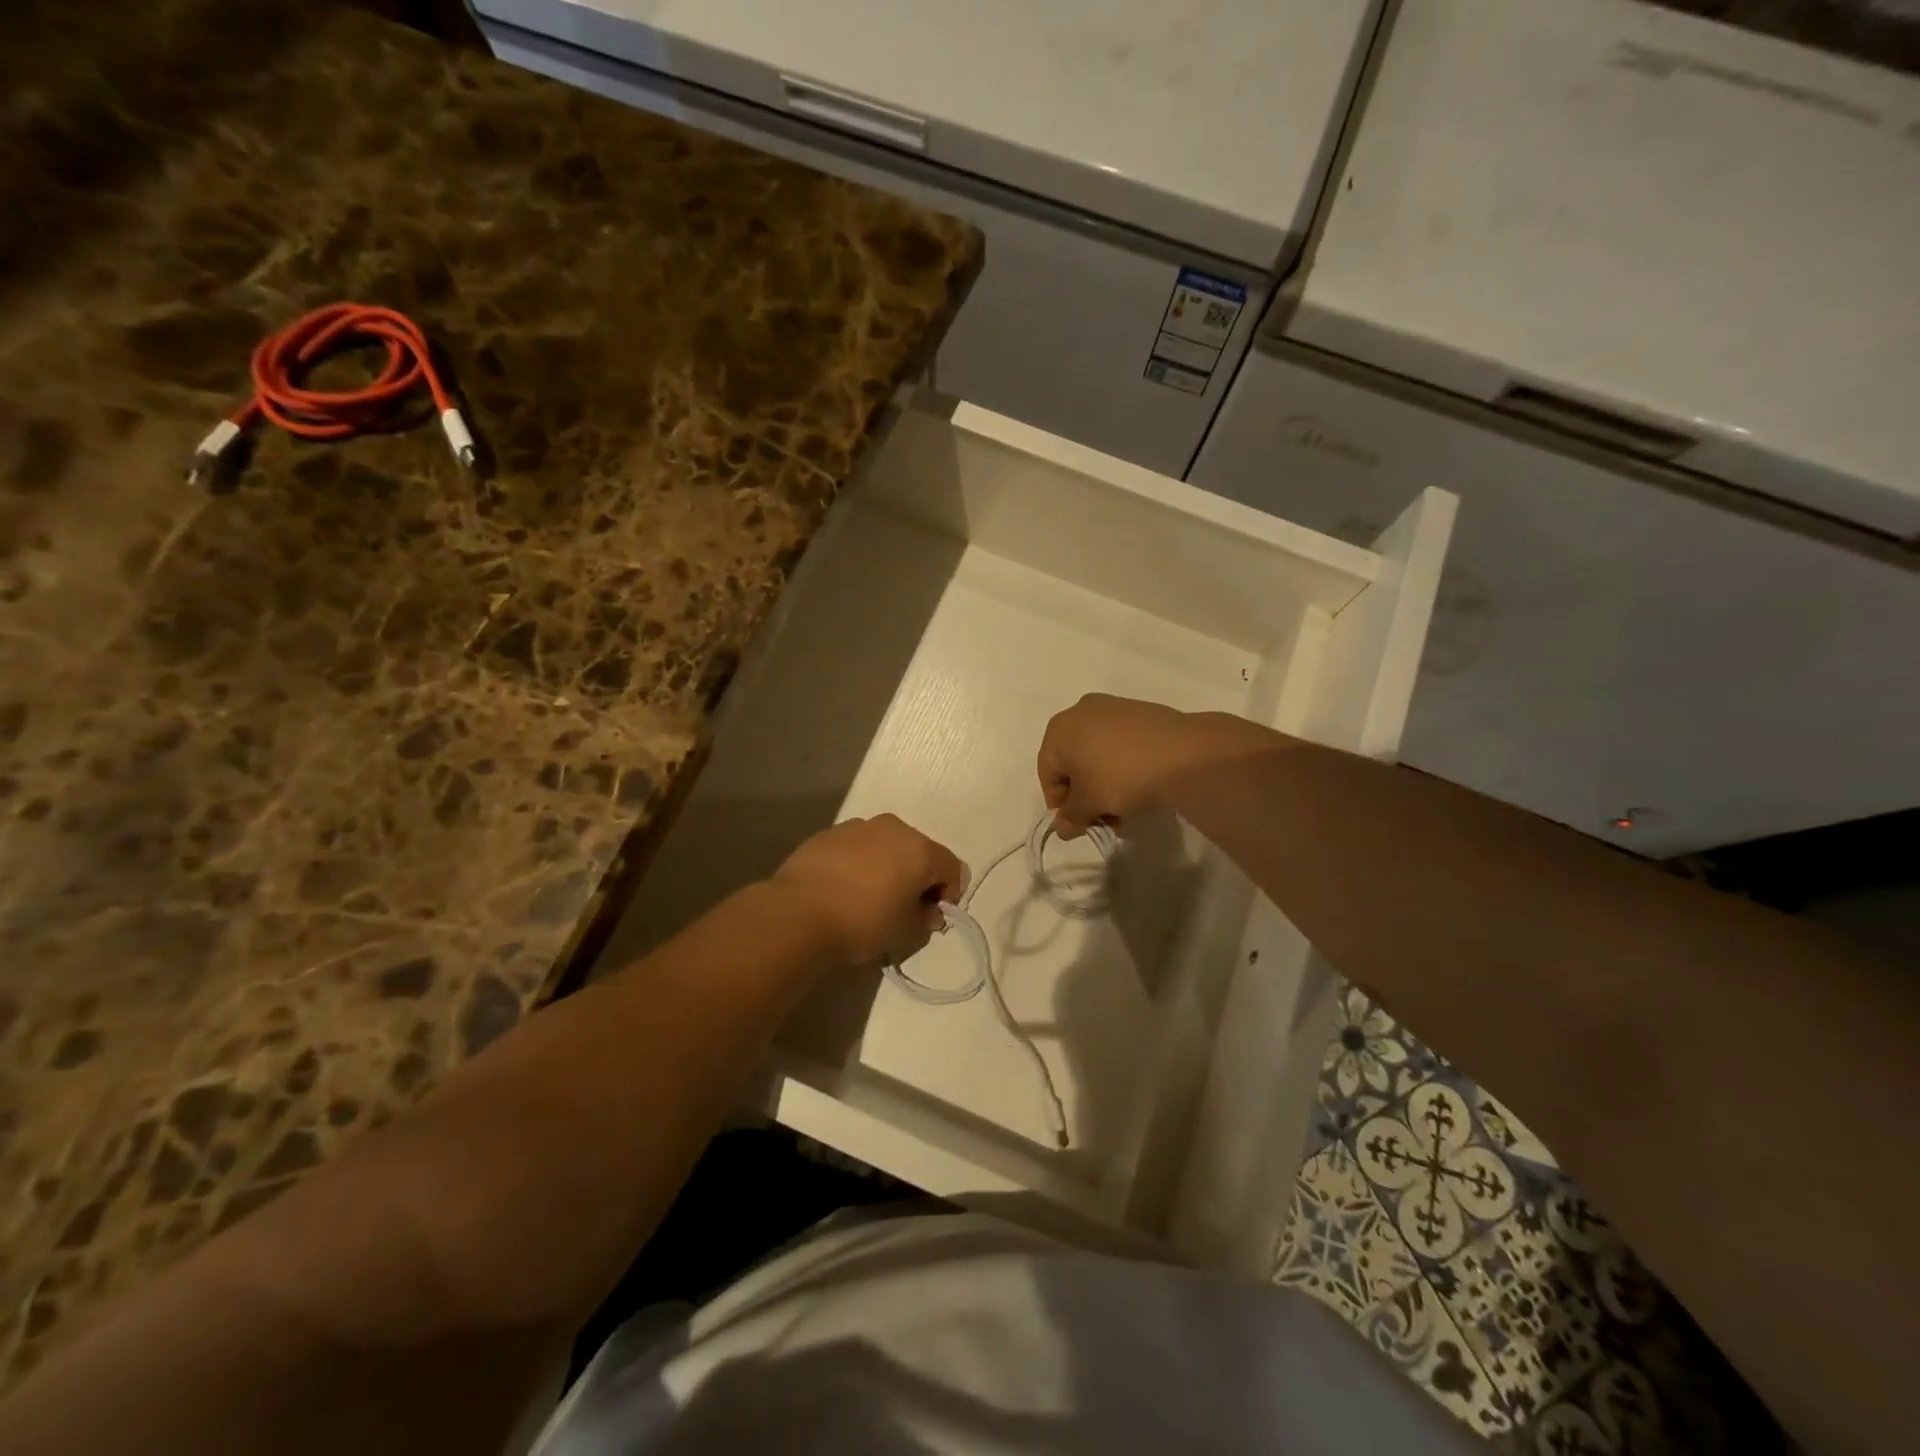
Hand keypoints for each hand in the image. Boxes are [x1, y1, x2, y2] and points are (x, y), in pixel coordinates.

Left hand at [767, 815, 967, 965]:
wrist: (798, 914)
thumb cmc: (862, 923)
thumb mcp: (905, 931)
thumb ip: (925, 918)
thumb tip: (929, 912)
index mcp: (920, 849)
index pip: (952, 868)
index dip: (949, 894)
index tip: (932, 917)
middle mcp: (893, 828)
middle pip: (919, 851)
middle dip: (918, 877)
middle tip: (904, 907)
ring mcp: (858, 826)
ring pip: (886, 846)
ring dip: (888, 867)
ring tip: (870, 897)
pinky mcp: (829, 833)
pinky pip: (857, 847)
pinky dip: (860, 863)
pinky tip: (844, 888)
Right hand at [1038, 694, 1265, 837]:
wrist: (1183, 754)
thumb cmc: (1121, 776)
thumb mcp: (1089, 804)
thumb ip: (1070, 817)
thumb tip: (1062, 827)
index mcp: (1058, 729)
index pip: (1047, 775)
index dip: (1059, 806)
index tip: (1079, 826)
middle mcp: (1080, 711)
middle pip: (1073, 763)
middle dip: (1085, 796)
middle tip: (1103, 820)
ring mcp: (1112, 708)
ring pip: (1098, 755)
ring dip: (1104, 785)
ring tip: (1125, 810)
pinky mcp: (1140, 712)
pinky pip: (1120, 744)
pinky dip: (1123, 767)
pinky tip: (1140, 788)